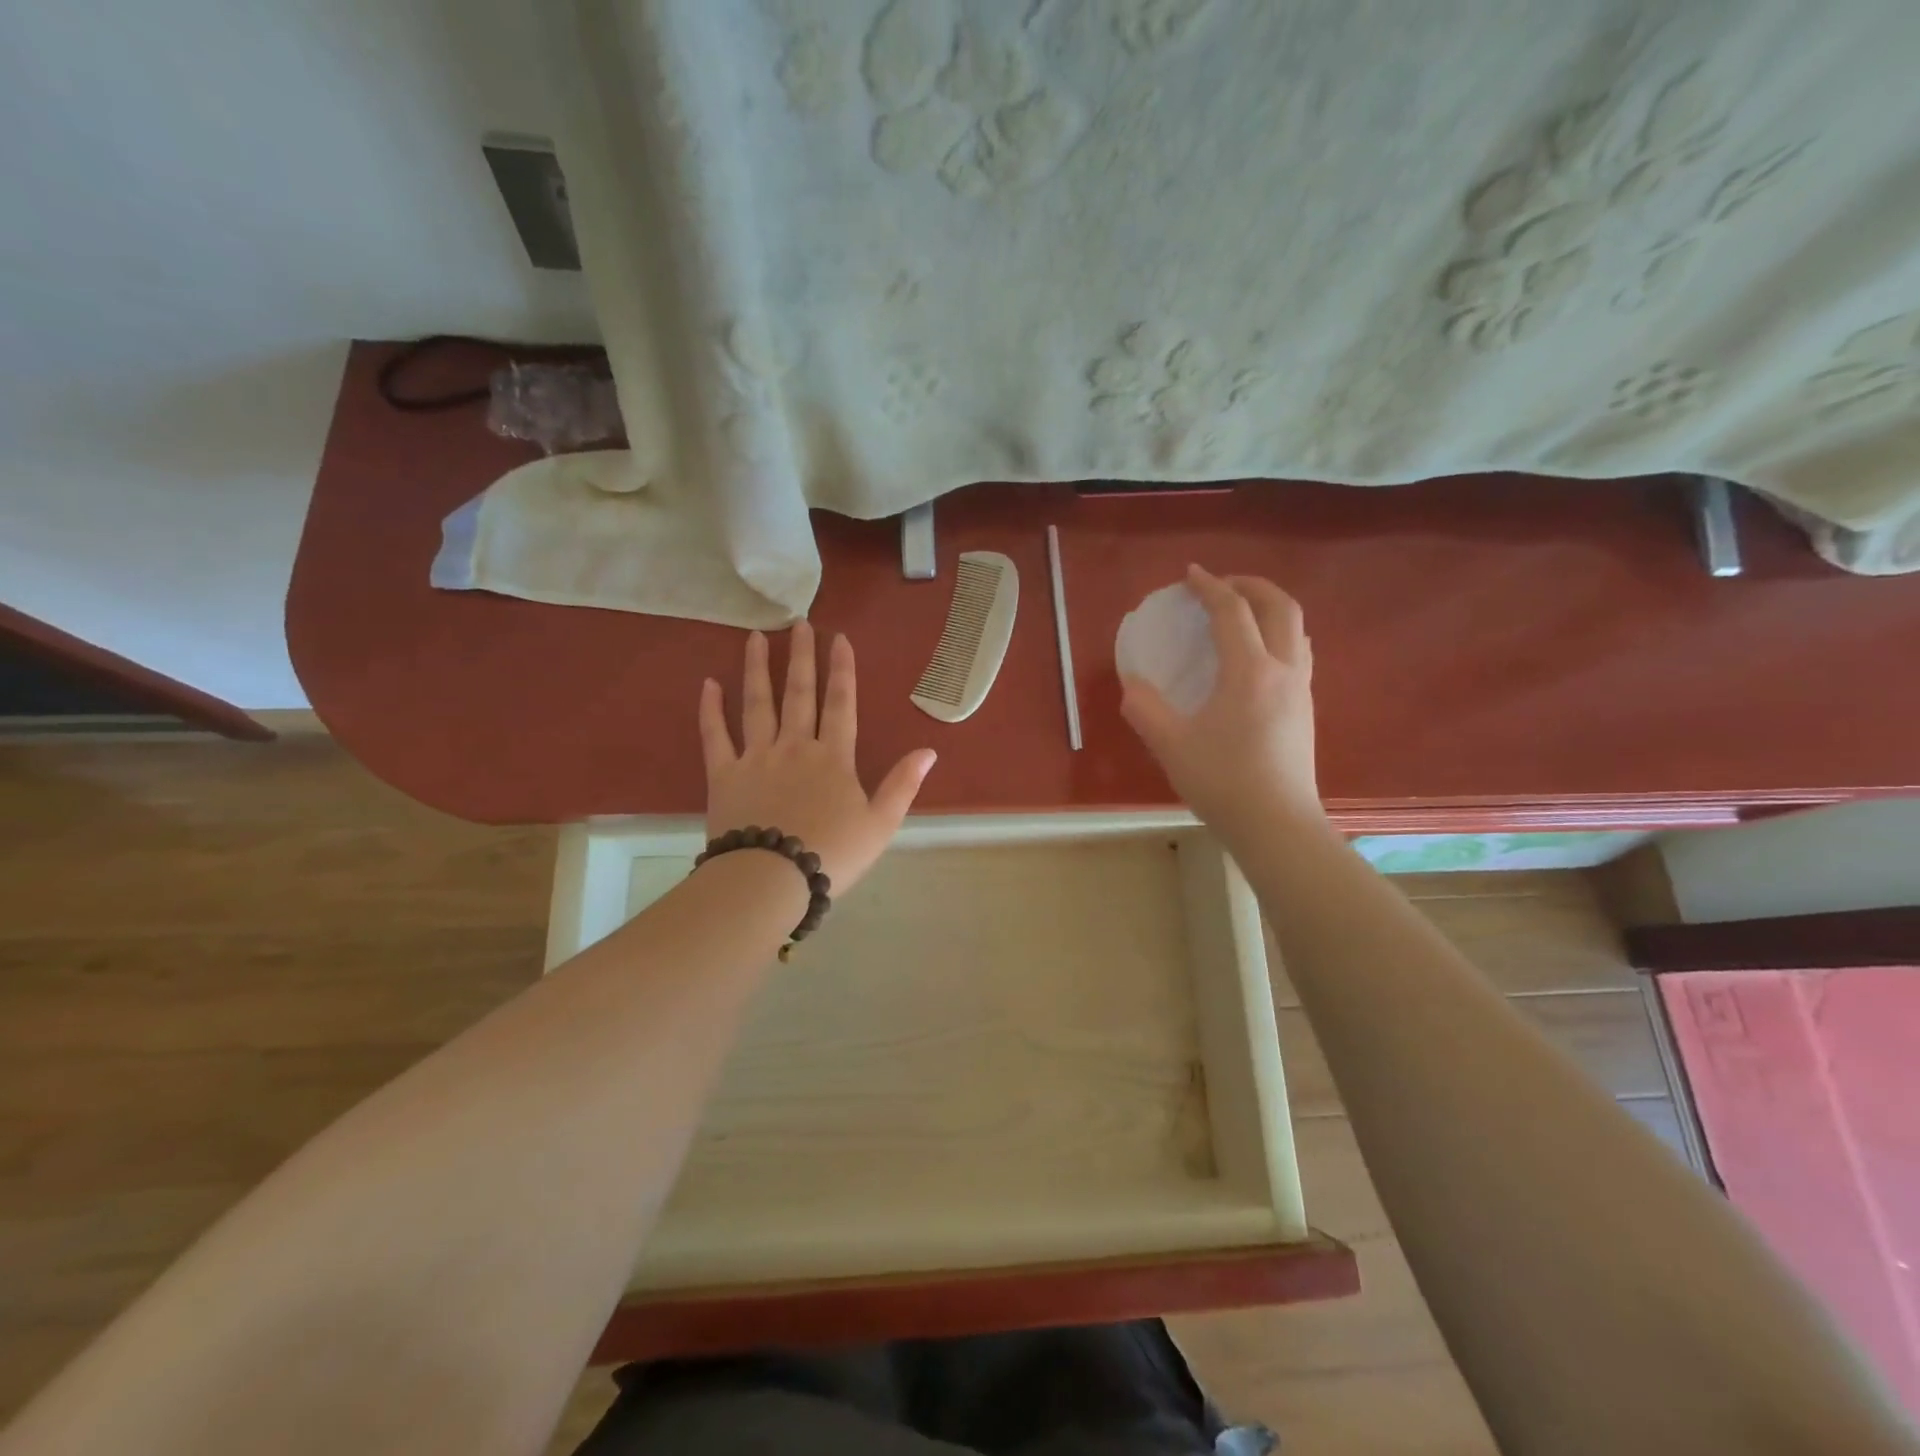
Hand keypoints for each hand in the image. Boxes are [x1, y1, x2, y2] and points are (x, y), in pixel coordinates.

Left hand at [699, 621, 936, 892]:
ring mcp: (756, 757)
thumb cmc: (831, 854)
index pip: (840, 704)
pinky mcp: (724, 775)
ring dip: (758, 669)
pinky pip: (716, 736)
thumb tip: (929, 751)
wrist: (771, 880)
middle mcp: (795, 747)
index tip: (838, 639)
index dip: (842, 670)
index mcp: (833, 758)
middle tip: (798, 623)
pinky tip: (708, 684)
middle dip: (801, 657)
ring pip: (757, 704)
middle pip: (799, 694)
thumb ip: (903, 784)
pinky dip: (711, 710)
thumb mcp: (880, 824)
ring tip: (755, 638)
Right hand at [1120, 565, 1323, 841]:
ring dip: (1270, 608)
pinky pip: (1298, 652)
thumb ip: (1145, 710)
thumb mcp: (1171, 745)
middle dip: (1251, 585)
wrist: (1277, 825)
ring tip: (1242, 614)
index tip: (1190, 575)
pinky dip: (1278, 635)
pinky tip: (1257, 657)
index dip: (1209, 587)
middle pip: (1280, 606)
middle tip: (1222, 586)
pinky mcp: (1305, 710)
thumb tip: (1133, 686)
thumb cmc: (1223, 782)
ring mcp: (1300, 690)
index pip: (1232, 612)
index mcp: (1250, 671)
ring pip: (1297, 629)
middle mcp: (1283, 670)